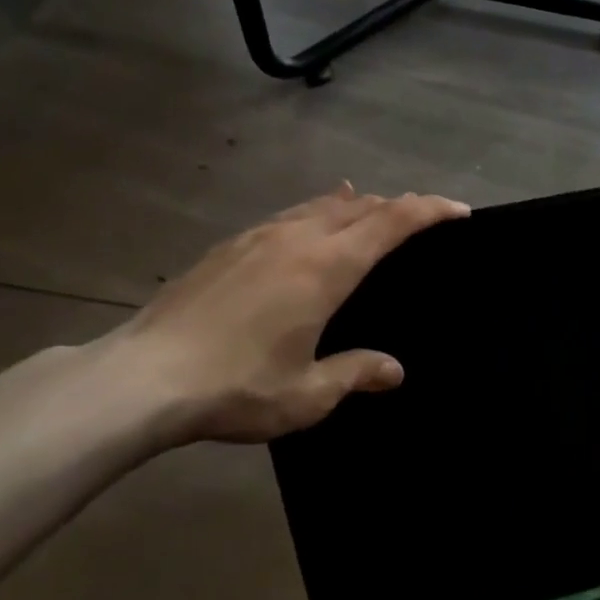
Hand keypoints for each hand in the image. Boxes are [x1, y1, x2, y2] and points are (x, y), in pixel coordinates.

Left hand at [95, 185, 467, 446]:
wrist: (141, 378)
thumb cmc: (236, 386)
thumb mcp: (307, 394)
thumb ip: (356, 373)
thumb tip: (394, 370)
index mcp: (326, 268)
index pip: (392, 223)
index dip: (429, 210)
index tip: (458, 209)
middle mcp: (297, 240)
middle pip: (359, 207)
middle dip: (396, 206)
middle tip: (421, 217)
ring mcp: (257, 238)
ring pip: (319, 206)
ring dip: (353, 205)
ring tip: (370, 205)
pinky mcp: (227, 248)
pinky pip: (286, 216)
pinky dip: (313, 212)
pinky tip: (305, 223)